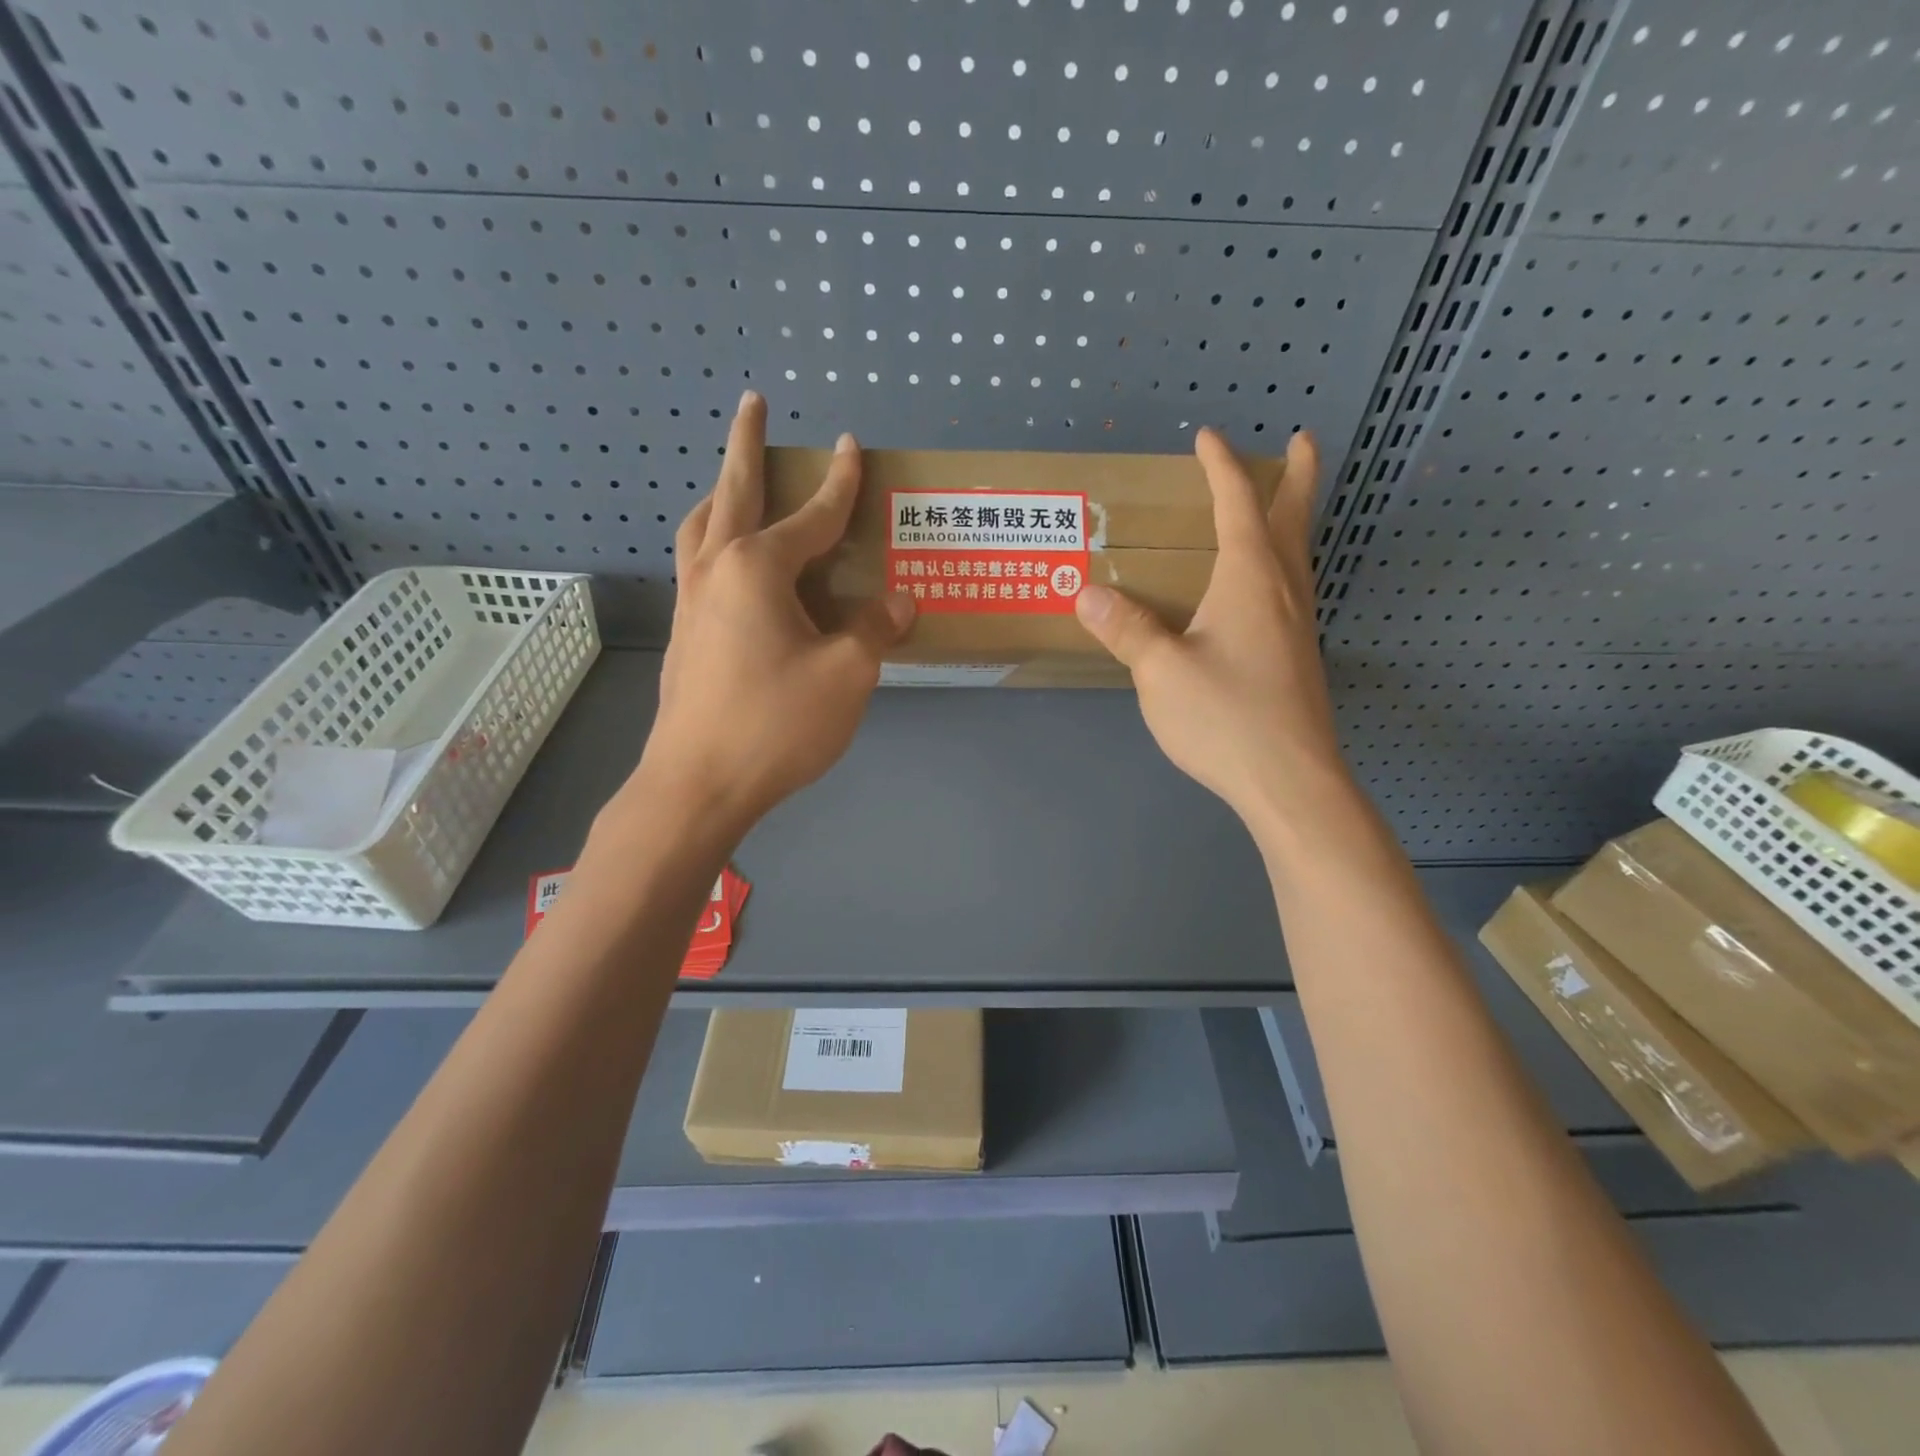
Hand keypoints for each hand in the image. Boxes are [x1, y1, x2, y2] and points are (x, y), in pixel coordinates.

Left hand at [625, 392, 913, 836]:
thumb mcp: (847, 675)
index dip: (838, 482)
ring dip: (721, 493)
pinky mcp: (683, 636)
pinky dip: (714, 541)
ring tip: (735, 483)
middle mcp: (716, 570)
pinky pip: (698, 565)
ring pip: (701, 527)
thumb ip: (874, 629)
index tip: (851, 446)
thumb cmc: (776, 724)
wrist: (697, 785)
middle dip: (745, 444)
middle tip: (751, 405)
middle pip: (731, 491)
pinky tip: (732, 565)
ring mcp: (690, 603)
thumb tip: (897, 602)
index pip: (811, 514)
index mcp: (757, 568)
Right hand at [1073, 428, 1351, 845]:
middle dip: (1296, 476)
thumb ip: (1127, 628)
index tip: (1207, 437)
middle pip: (1292, 519)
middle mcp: (1283, 591)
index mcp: (1249, 579)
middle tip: (1302, 440)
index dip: (1222, 467)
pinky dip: (1283, 562)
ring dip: (1292, 519)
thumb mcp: (1161, 671)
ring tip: (1281, 507)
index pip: (1237, 505)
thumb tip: (1086, 592)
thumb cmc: (1225, 717)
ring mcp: (1298, 626)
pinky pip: (1293, 588)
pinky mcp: (1299, 657)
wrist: (1290, 780)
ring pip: (1299, 554)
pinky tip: (1265, 589)